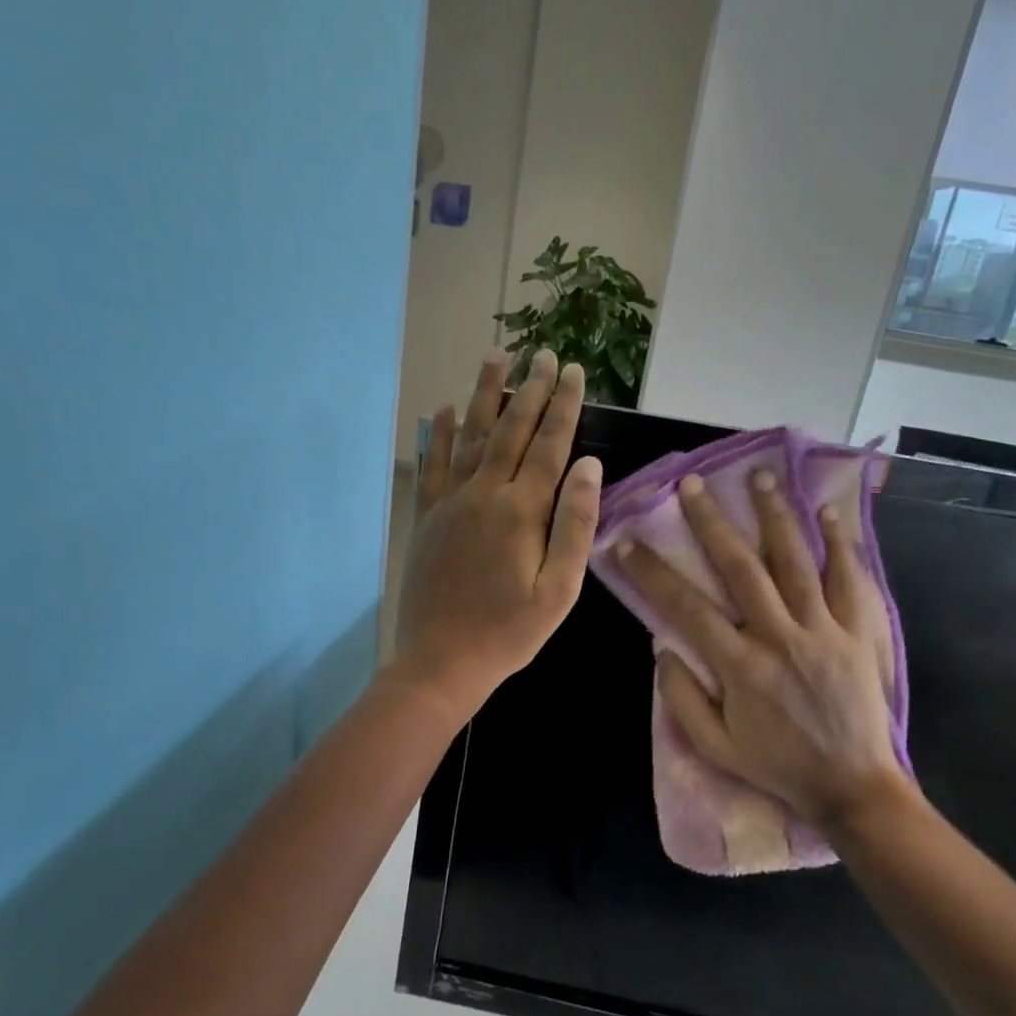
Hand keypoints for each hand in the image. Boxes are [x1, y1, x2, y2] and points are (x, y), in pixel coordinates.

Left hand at [390, 349, 601, 722]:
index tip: (573, 371)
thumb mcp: (558, 591)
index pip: (549, 446)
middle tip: (542, 354)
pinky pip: (432, 465)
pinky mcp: (427, 517)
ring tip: (495, 359)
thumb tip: (589, 466)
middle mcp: (483, 495)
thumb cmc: (508, 633)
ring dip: (484, 396)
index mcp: (521, 512)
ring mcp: (449, 503)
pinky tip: (441, 410)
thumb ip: (574, 525)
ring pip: (468, 437)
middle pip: (510, 430)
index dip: (563, 406)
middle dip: (529, 390)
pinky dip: (437, 434)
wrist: (440, 661)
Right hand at [615, 469, 912, 831]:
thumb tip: (661, 648)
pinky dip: (839, 544)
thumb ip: (681, 699)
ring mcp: (825, 629)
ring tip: (759, 476)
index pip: (685, 607)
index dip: (652, 572)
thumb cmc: (778, 766)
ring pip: (796, 560)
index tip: (626, 543)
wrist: (853, 787)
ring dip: (774, 515)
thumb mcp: (715, 746)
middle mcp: (779, 636)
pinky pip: (851, 580)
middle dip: (712, 522)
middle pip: (740, 567)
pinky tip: (827, 513)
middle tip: (692, 486)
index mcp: (740, 666)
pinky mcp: (860, 632)